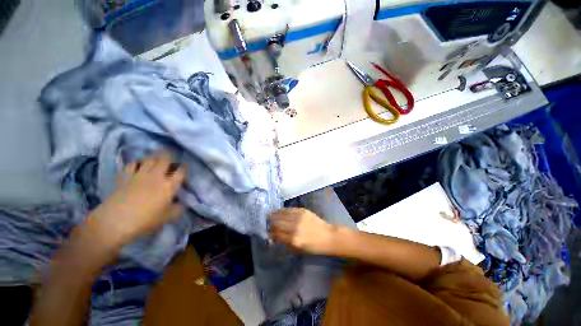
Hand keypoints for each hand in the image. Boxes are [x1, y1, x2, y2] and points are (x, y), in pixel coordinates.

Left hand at [87, 152, 185, 248]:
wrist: (116, 221)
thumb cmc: (146, 220)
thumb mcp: (168, 217)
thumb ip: (178, 208)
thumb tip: (181, 203)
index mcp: (169, 185)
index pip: (181, 171)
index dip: (185, 167)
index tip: (185, 168)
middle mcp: (157, 176)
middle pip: (165, 159)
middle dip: (170, 156)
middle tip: (171, 159)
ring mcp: (140, 174)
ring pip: (149, 158)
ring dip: (154, 157)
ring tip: (156, 159)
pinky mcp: (125, 176)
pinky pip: (132, 164)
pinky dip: (136, 162)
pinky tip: (138, 165)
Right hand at [269, 208, 335, 254]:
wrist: (328, 236)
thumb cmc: (313, 247)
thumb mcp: (298, 250)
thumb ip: (284, 243)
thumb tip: (273, 237)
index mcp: (294, 239)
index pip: (276, 234)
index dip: (270, 233)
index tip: (267, 232)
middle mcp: (295, 227)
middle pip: (277, 222)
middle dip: (270, 223)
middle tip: (267, 223)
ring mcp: (299, 217)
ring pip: (281, 214)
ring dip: (274, 215)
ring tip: (269, 215)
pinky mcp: (302, 210)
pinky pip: (289, 209)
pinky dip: (282, 211)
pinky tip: (278, 211)